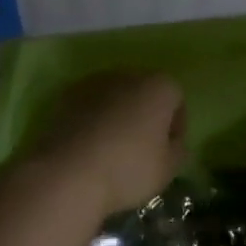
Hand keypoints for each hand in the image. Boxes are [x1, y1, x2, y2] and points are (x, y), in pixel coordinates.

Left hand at [15, 72, 187, 222]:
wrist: (68, 171)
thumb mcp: (167, 170)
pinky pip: (90, 104)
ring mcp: (95, 81)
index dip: (176, 125)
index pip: (176, 99)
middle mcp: (129, 74)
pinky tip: (88, 145)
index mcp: (159, 86)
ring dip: (118, 115)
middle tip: (141, 148)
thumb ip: (178, 151)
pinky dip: (93, 118)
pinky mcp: (67, 94)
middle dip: (146, 115)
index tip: (168, 150)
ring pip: (115, 96)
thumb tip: (175, 144)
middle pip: (144, 92)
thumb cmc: (128, 168)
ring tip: (112, 148)